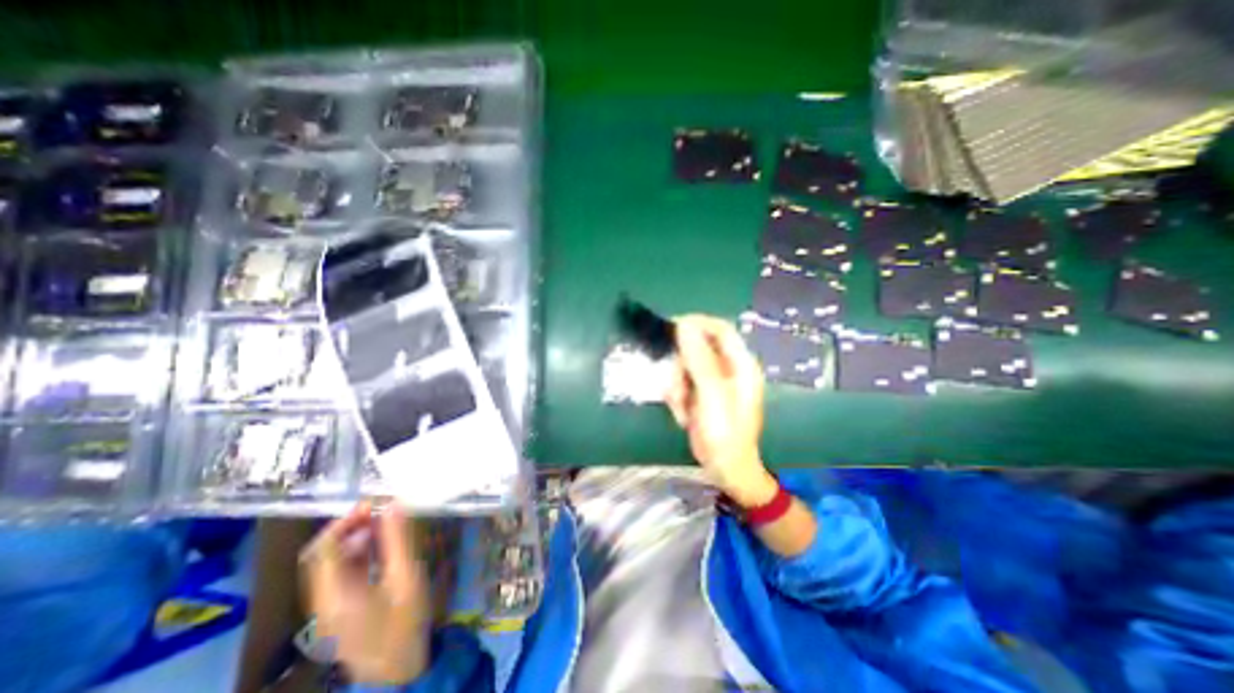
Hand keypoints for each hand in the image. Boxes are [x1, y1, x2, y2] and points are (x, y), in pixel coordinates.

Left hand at [302, 500, 430, 683]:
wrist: (400, 670)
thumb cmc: (405, 622)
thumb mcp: (407, 577)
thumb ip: (398, 540)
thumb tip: (393, 505)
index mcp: (333, 594)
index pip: (323, 549)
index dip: (345, 521)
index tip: (374, 504)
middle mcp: (322, 600)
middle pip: (323, 555)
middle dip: (350, 527)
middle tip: (381, 511)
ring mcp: (329, 608)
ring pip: (333, 564)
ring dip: (355, 539)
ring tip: (385, 524)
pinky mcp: (340, 611)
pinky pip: (342, 574)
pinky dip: (359, 554)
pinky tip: (381, 547)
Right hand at [671, 317, 774, 504]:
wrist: (725, 469)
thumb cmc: (725, 434)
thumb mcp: (711, 395)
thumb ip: (699, 359)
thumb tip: (684, 325)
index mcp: (741, 364)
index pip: (719, 328)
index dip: (696, 323)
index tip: (671, 328)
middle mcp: (729, 368)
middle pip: (697, 348)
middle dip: (681, 367)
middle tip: (676, 388)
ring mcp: (715, 381)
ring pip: (685, 366)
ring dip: (677, 385)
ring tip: (681, 408)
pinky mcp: (702, 393)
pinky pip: (682, 382)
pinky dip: (677, 396)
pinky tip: (683, 415)